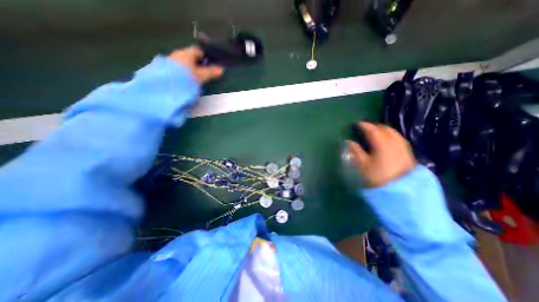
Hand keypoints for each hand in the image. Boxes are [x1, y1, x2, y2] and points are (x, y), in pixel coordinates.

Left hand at [170, 46, 225, 82]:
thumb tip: (221, 69)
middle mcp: (177, 54)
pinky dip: (183, 72)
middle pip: (190, 56)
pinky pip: (177, 68)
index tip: (210, 64)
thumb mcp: (201, 76)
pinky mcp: (164, 69)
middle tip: (204, 73)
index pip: (198, 50)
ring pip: (183, 63)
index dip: (205, 56)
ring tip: (195, 79)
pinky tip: (185, 81)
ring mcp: (169, 61)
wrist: (166, 87)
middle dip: (197, 63)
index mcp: (186, 53)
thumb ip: (211, 72)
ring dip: (189, 69)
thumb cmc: (186, 79)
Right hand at [349, 121, 415, 186]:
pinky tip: (389, 139)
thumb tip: (348, 141)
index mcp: (382, 146)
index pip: (373, 131)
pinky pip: (399, 138)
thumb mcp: (363, 165)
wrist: (400, 191)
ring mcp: (403, 148)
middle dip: (375, 126)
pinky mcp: (408, 153)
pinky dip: (392, 135)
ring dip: (384, 129)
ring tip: (376, 131)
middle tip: (366, 127)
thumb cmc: (378, 178)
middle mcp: (394, 144)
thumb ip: (355, 151)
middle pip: (385, 129)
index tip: (357, 123)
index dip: (364, 126)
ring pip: (394, 133)